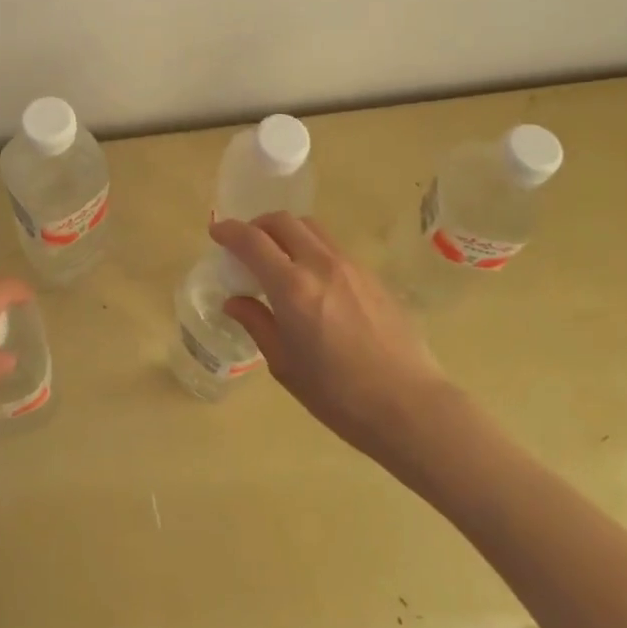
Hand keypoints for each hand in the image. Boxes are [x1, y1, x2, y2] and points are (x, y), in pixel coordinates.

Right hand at [210, 213, 448, 457]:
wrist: (410, 406)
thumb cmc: (339, 396)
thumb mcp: (286, 366)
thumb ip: (257, 324)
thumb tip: (235, 301)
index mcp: (292, 287)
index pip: (252, 241)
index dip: (229, 231)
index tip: (217, 234)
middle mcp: (320, 264)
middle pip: (283, 221)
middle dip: (258, 225)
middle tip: (246, 244)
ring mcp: (350, 266)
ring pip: (311, 228)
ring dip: (287, 232)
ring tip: (279, 258)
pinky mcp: (371, 275)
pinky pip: (333, 247)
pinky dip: (312, 249)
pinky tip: (313, 281)